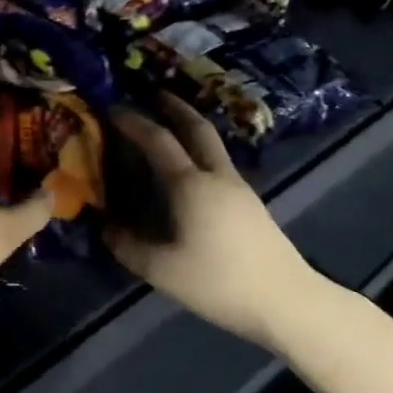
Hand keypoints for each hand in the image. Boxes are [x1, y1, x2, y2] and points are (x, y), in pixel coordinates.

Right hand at [105, 95, 330, 346]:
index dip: (134, 121)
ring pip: (213, 143)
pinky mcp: (251, 204)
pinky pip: (220, 162)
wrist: (287, 301)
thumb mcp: (162, 270)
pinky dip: (200, 150)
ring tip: (170, 124)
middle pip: (197, 127)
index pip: (158, 140)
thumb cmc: (219, 282)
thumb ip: (128, 246)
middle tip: (154, 92)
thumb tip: (105, 227)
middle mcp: (217, 176)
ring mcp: (239, 188)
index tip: (112, 107)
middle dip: (174, 105)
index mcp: (191, 185)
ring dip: (190, 125)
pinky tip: (192, 169)